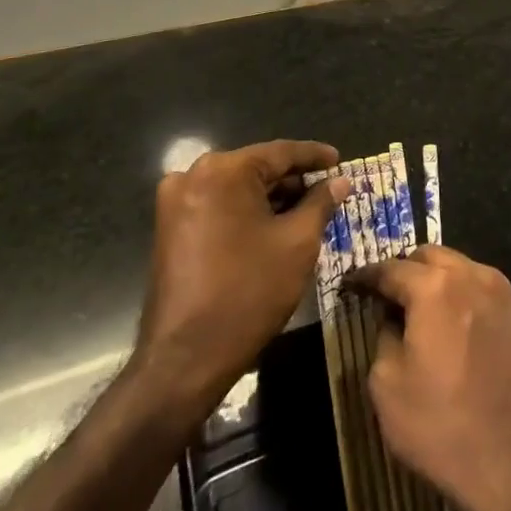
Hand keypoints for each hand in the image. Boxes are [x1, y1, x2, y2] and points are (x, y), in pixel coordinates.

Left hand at [130, 139, 348, 417]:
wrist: (185, 358)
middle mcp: (193, 176)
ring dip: (272, 198)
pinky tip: (275, 226)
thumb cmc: (249, 291)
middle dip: (294, 180)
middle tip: (329, 189)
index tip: (341, 160)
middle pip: (257, 169)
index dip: (315, 156)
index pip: (280, 152)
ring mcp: (176, 203)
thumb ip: (321, 203)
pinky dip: (248, 212)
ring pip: (237, 189)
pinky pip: (219, 207)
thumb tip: (339, 182)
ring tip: (309, 209)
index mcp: (224, 170)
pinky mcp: (170, 229)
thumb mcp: (298, 243)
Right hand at [354, 248, 510, 510]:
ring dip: (439, 280)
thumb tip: (394, 318)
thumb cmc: (443, 428)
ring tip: (422, 310)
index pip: (391, 268)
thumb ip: (384, 337)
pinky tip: (457, 328)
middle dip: (406, 269)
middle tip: (387, 296)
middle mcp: (474, 277)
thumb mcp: (387, 387)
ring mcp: (505, 296)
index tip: (352, 285)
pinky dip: (465, 297)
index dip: (367, 276)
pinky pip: (485, 292)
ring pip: (463, 269)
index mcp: (436, 288)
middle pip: (432, 257)